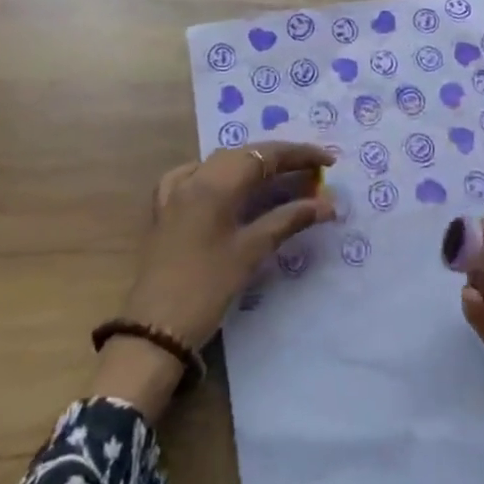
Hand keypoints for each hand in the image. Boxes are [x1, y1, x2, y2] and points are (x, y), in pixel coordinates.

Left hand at [92, 142, 334, 420]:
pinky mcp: (165, 209)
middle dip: (279, 159)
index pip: (265, 155)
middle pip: (244, 155)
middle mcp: (194, 177)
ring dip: (252, 166)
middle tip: (312, 173)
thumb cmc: (207, 289)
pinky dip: (218, 175)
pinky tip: (225, 186)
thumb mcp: (251, 252)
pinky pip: (194, 176)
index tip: (329, 160)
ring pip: (221, 163)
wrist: (154, 330)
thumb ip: (289, 220)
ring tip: (280, 177)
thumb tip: (328, 203)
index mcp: (215, 182)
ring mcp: (175, 191)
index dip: (299, 154)